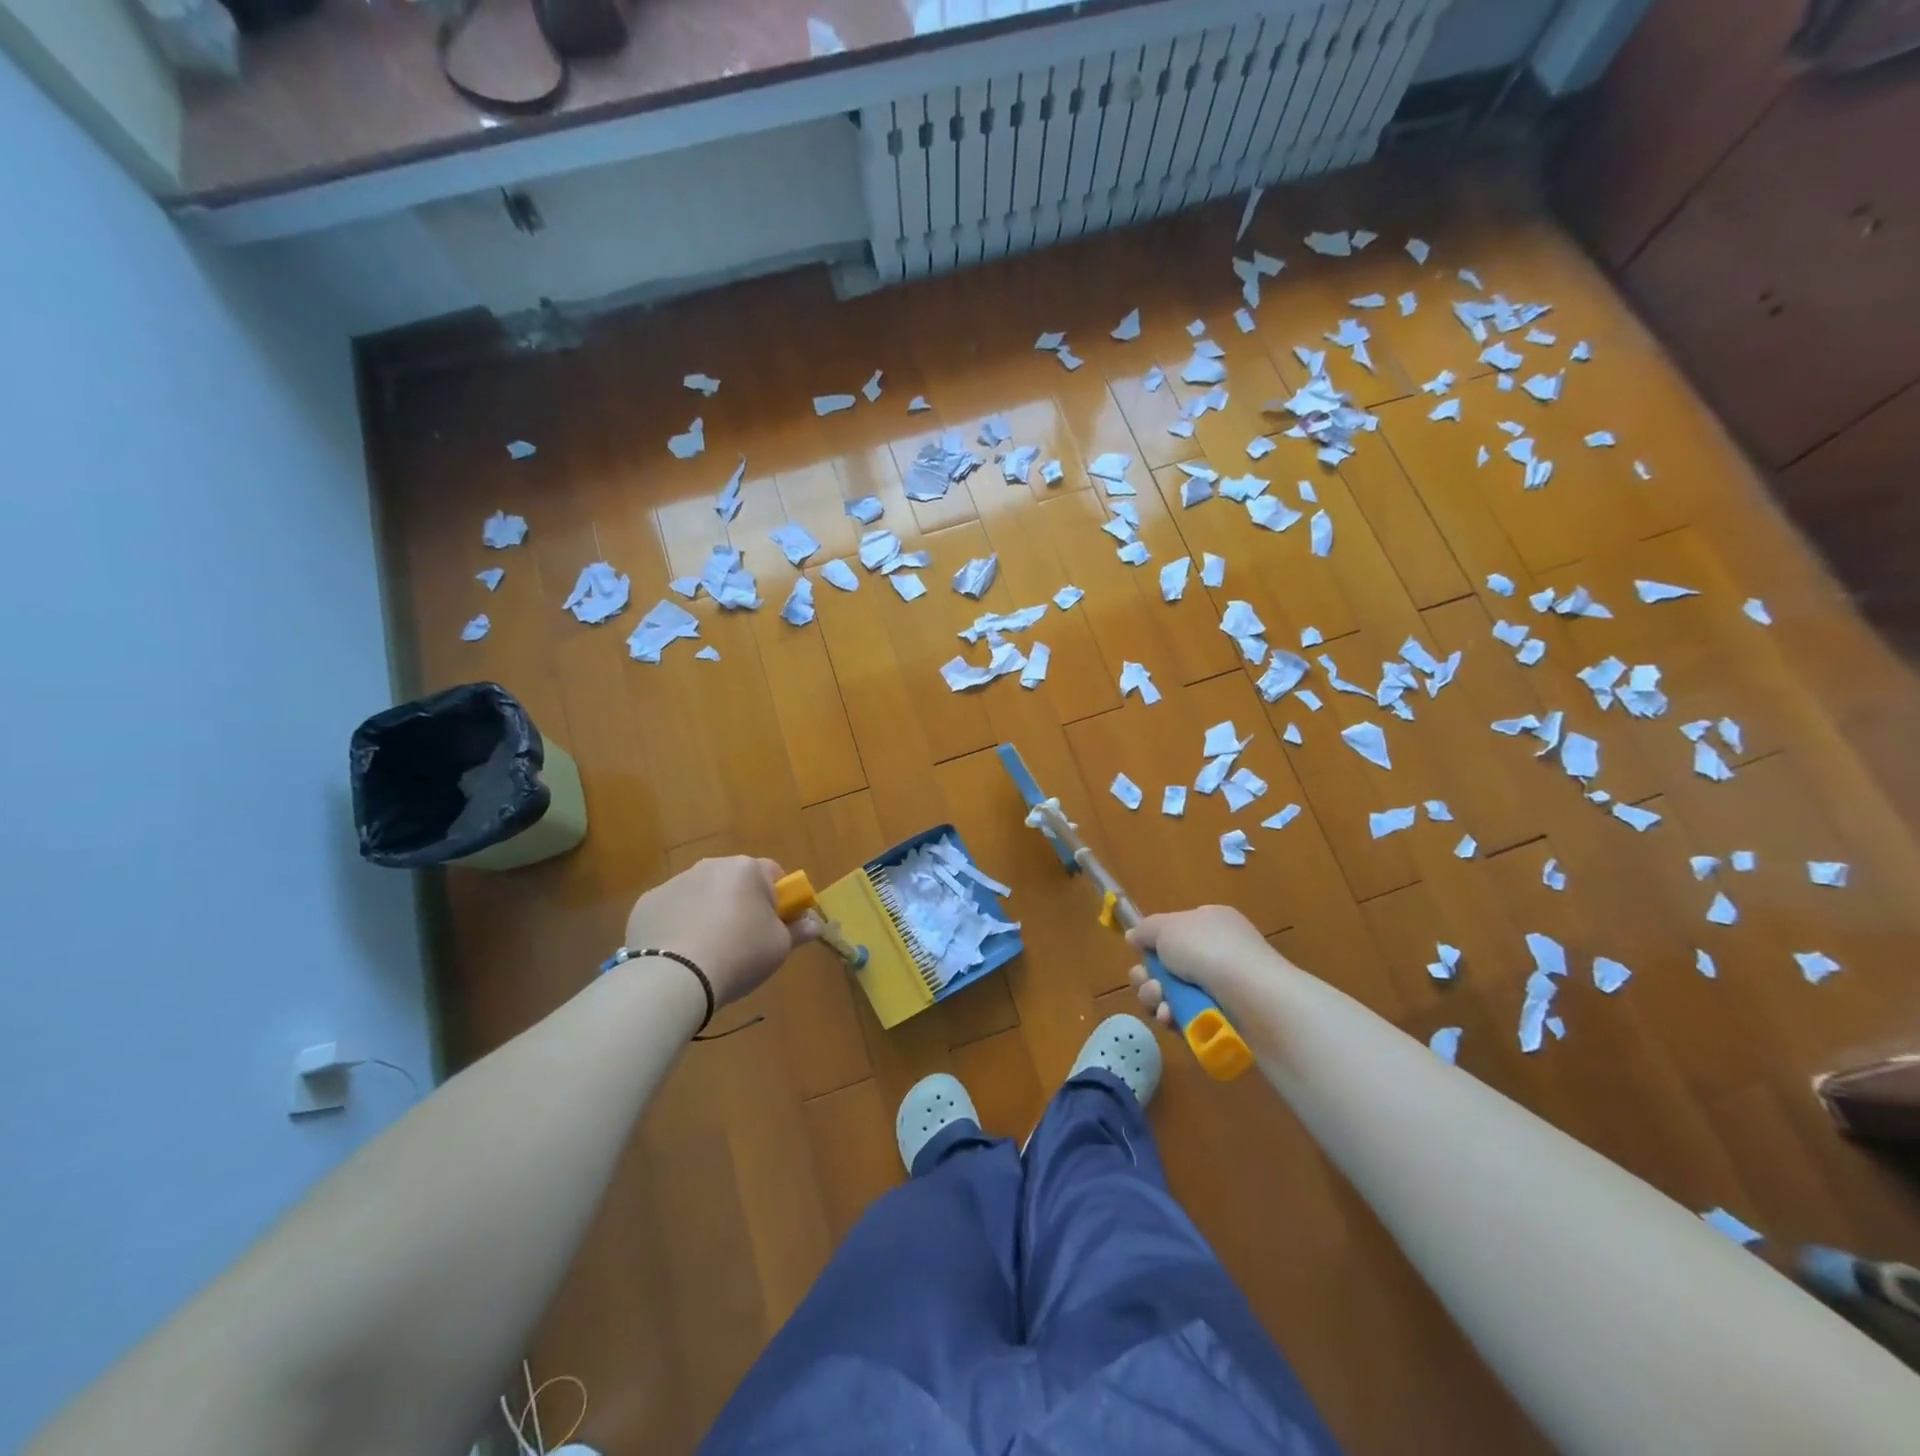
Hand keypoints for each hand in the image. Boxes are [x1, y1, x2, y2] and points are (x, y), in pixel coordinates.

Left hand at [624, 857, 816, 1005]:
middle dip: (741, 903)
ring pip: (702, 894)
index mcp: (747, 869)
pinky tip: (679, 954)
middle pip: (735, 881)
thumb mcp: (779, 948)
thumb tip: (814, 924)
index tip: (775, 926)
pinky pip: (672, 910)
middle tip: (743, 940)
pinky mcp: (647, 903)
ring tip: (708, 952)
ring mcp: (675, 882)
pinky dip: (678, 925)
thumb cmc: (739, 955)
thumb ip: (798, 931)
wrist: (674, 977)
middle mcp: (711, 865)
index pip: (774, 874)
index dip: (779, 900)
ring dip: (709, 912)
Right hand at [1126, 905, 1280, 1027]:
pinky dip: (1174, 1019)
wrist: (1255, 999)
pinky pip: (1187, 1018)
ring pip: (1173, 994)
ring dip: (1156, 998)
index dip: (1154, 944)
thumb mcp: (1168, 926)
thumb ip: (1146, 929)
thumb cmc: (1210, 951)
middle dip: (1148, 976)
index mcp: (1210, 923)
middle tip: (1148, 983)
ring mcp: (1222, 989)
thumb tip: (1134, 937)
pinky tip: (1172, 1019)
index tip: (1140, 952)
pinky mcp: (1223, 1021)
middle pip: (1167, 966)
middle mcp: (1218, 953)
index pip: (1175, 932)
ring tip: (1160, 1003)